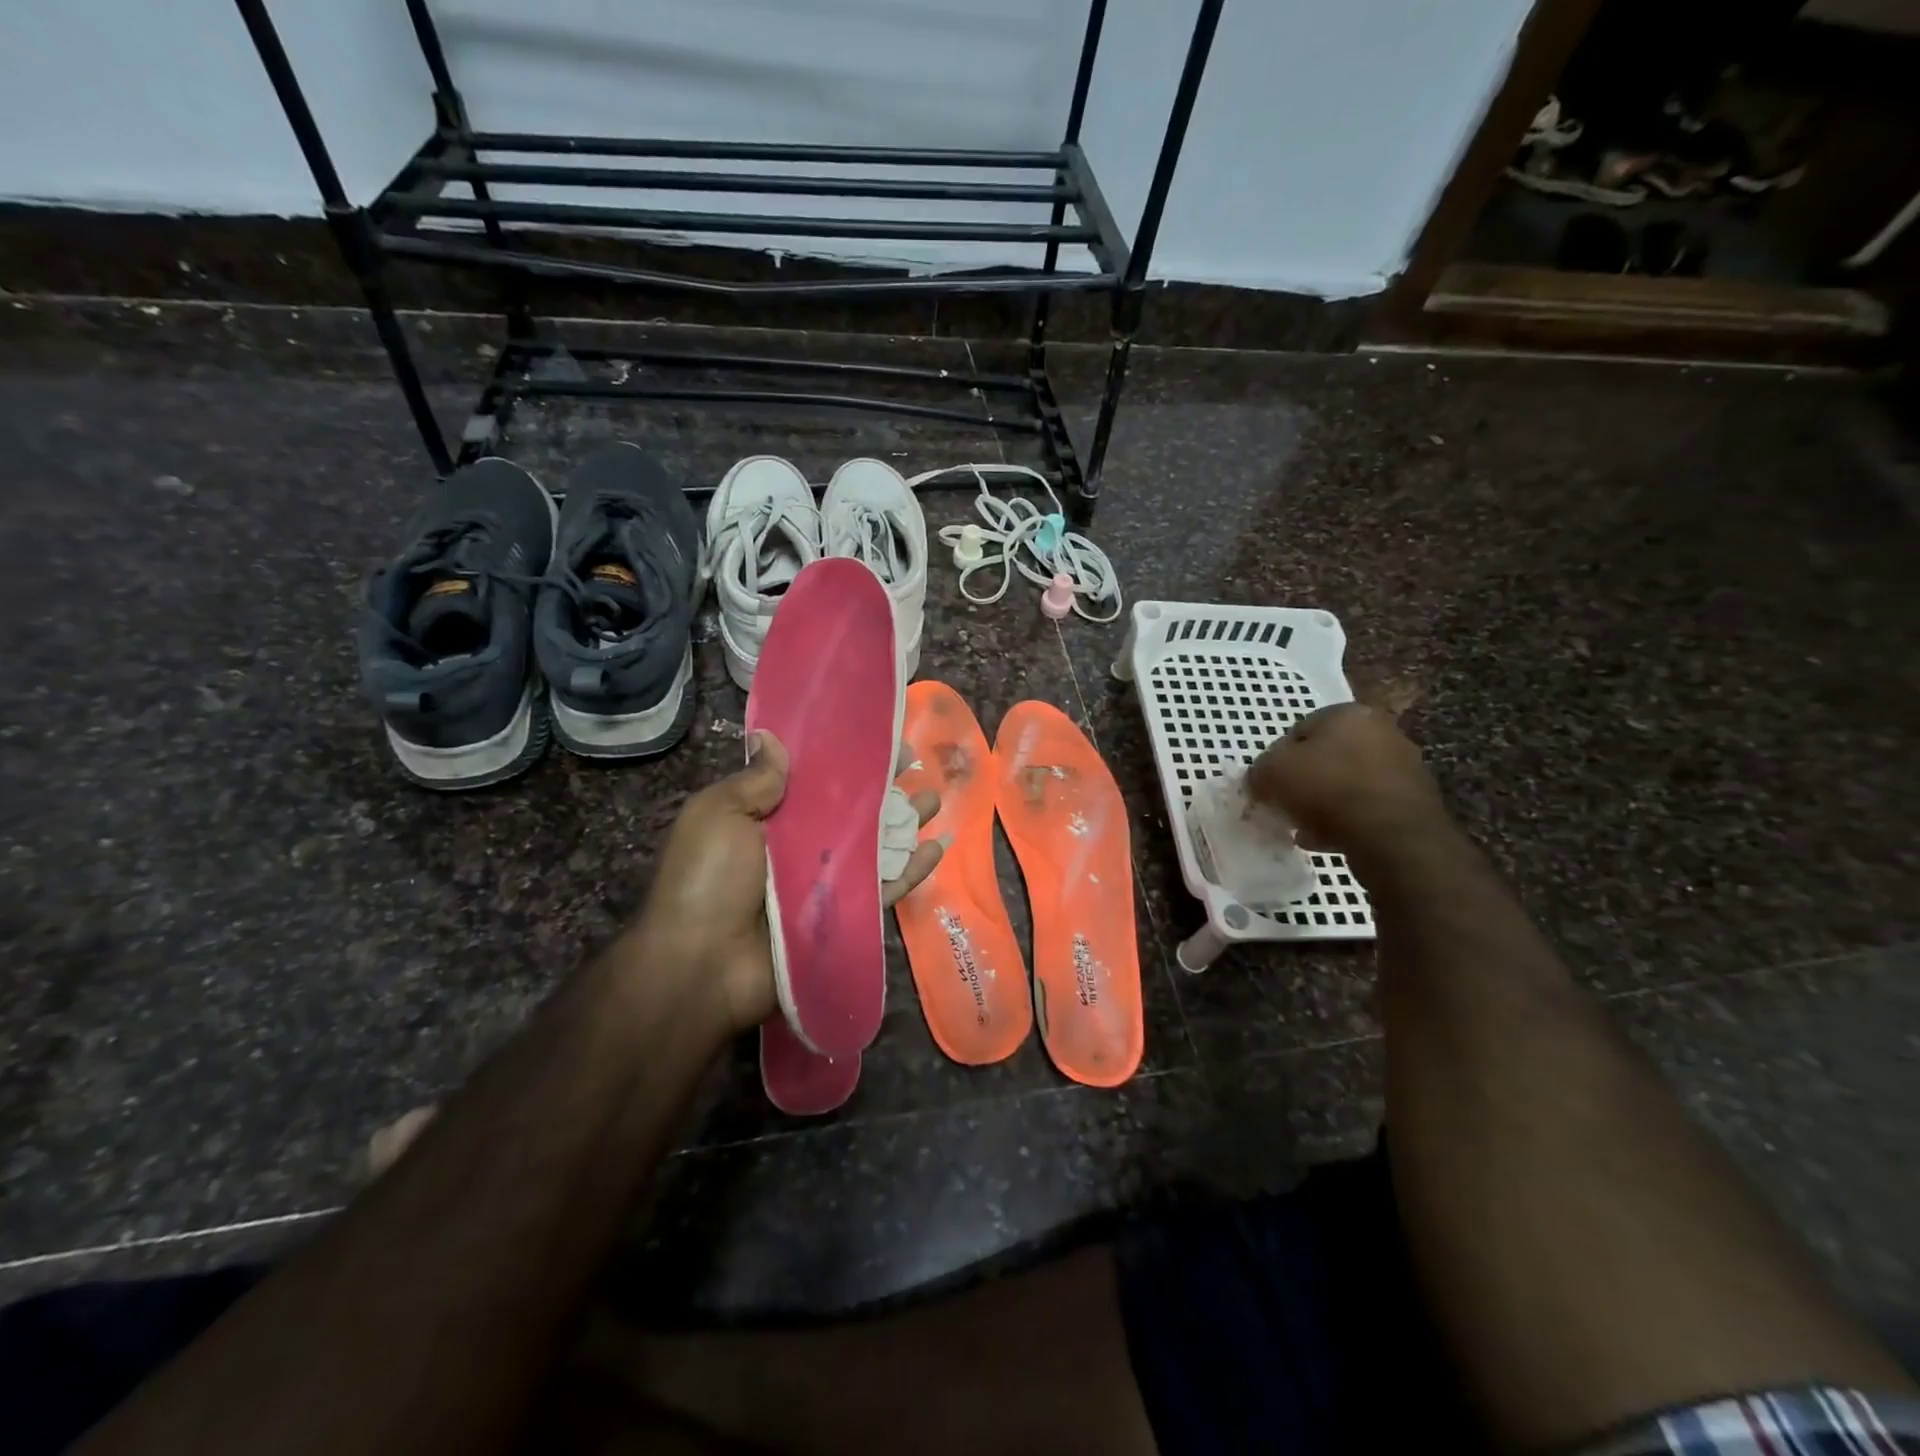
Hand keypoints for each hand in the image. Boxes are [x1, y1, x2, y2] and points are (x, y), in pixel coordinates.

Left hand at [629, 731, 942, 1033]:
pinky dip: (911, 871)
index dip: (848, 759)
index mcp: (768, 818)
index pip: (817, 780)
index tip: (879, 738)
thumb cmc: (706, 879)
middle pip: (853, 811)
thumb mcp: (719, 815)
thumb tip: (770, 737)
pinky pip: (884, 889)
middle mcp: (801, 846)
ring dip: (906, 822)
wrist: (701, 964)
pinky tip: (936, 848)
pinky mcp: (844, 916)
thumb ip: (755, 780)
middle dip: (886, 787)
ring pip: (876, 846)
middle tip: (919, 766)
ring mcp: (825, 883)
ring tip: (937, 798)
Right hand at [1247, 703, 1447, 858]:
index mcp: (1348, 713)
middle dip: (1303, 782)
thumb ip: (1258, 771)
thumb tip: (1260, 780)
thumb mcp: (1271, 773)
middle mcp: (1381, 731)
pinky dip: (1346, 821)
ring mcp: (1404, 767)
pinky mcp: (1414, 803)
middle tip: (1285, 806)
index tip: (1268, 785)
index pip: (1298, 731)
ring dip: (1324, 804)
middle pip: (1325, 757)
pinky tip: (1327, 840)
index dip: (1277, 759)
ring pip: (1346, 784)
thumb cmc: (1327, 789)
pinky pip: (1367, 808)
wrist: (1394, 837)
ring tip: (1304, 829)